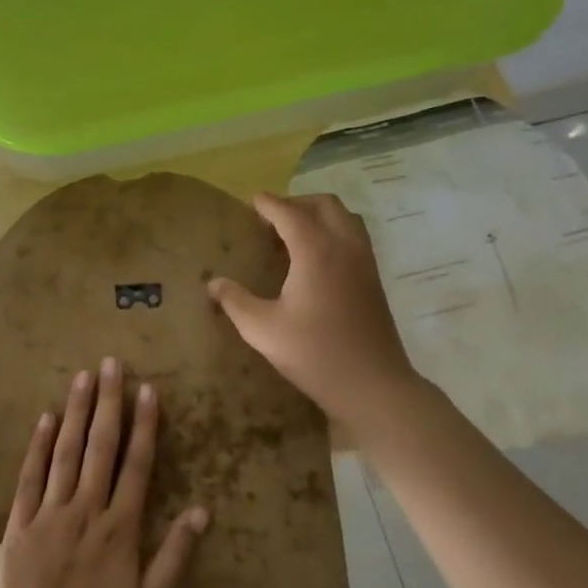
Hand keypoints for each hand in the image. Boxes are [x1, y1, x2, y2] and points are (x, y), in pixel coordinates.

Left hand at [0, 357, 209, 587]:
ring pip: (65, 453)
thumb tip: (203, 511)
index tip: (147, 390)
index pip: (136, 466)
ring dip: (75, 412)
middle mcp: (85, 511)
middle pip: (100, 447)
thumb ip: (175, 557)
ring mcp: (48, 514)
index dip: (144, 426)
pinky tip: (45, 419)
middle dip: (108, 403)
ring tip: (83, 377)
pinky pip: (29, 477)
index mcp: (120, 530)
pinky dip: (38, 446)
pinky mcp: (19, 524)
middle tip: (112, 363)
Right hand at [209, 192, 424, 429]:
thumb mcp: (263, 330)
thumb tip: (213, 282)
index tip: (252, 201)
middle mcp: (345, 247)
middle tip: (271, 218)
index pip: (290, 213)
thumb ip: (235, 301)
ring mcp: (365, 262)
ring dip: (319, 215)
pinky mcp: (374, 279)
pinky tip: (315, 259)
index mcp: (316, 252)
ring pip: (346, 218)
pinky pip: (354, 237)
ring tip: (293, 233)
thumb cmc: (315, 354)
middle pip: (325, 205)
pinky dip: (334, 232)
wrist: (373, 385)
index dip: (269, 204)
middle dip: (296, 203)